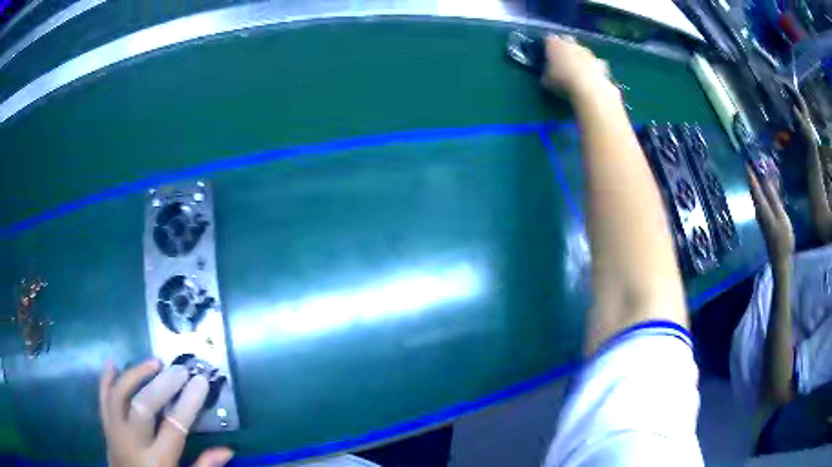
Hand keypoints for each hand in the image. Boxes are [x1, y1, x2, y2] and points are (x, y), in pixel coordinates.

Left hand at [99, 359, 232, 466]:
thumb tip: (227, 449)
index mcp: (157, 461)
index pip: (173, 427)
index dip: (188, 403)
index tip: (200, 382)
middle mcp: (133, 443)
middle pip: (143, 406)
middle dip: (162, 385)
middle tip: (180, 370)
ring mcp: (115, 433)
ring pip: (120, 396)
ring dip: (135, 375)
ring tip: (154, 363)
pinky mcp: (106, 428)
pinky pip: (103, 401)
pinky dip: (105, 380)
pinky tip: (113, 364)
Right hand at [541, 35, 615, 98]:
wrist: (589, 88)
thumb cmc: (562, 81)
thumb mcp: (546, 80)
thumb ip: (546, 72)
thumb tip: (546, 73)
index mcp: (554, 44)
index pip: (548, 38)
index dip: (547, 45)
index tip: (545, 52)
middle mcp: (571, 43)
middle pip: (567, 39)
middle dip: (565, 45)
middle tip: (562, 56)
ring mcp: (587, 52)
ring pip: (582, 49)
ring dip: (580, 55)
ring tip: (578, 67)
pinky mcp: (600, 63)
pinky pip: (596, 62)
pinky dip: (594, 67)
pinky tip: (593, 75)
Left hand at [747, 166, 793, 261]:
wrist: (781, 262)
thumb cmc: (783, 240)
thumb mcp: (780, 216)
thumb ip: (773, 198)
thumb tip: (765, 180)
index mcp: (762, 209)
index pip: (754, 188)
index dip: (751, 175)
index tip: (746, 161)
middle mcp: (760, 212)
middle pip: (756, 191)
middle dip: (755, 177)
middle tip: (755, 162)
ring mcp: (763, 218)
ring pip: (760, 197)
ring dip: (761, 184)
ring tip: (763, 170)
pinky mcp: (767, 223)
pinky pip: (765, 203)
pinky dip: (766, 193)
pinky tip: (771, 188)